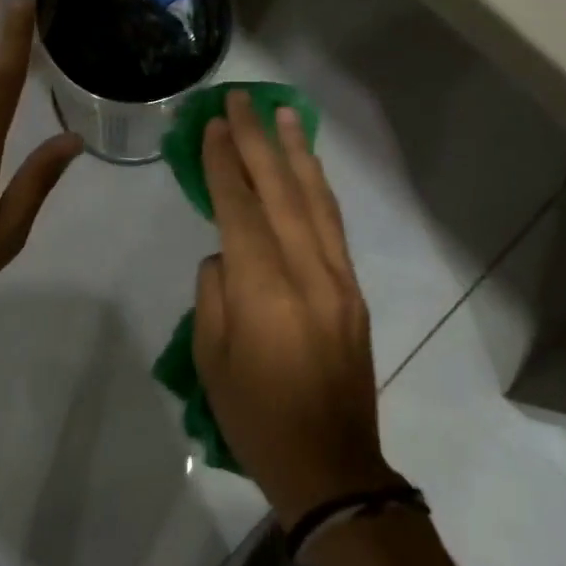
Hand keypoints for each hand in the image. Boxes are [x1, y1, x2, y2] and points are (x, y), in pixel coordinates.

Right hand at [195, 92, 400, 525]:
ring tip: (282, 113)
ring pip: (315, 200)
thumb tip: (228, 251)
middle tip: (241, 99)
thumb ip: (216, 291)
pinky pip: (332, 225)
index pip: (240, 209)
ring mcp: (338, 279)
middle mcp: (307, 272)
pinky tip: (307, 166)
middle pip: (280, 191)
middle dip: (257, 141)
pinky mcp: (353, 290)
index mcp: (264, 291)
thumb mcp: (212, 357)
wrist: (331, 466)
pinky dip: (317, 187)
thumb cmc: (256, 417)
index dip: (225, 164)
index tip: (214, 124)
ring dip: (295, 152)